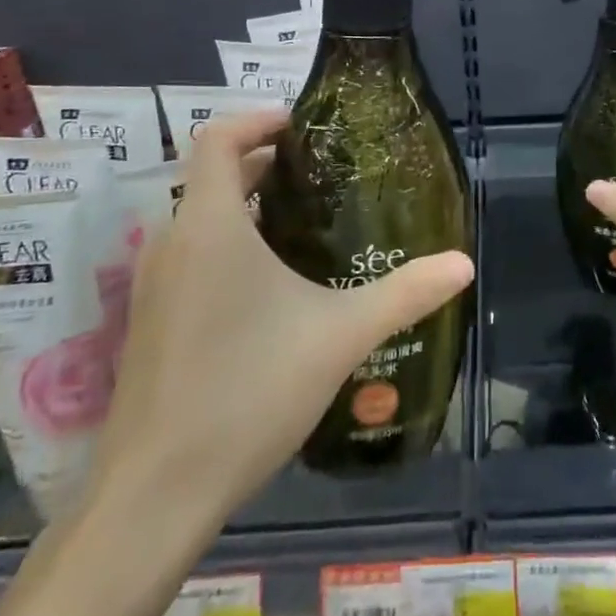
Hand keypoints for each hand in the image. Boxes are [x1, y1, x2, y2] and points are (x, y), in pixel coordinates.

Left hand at [92, 107, 473, 519]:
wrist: (154, 496)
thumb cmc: (247, 392)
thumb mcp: (340, 336)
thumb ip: (405, 294)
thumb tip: (464, 263)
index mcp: (210, 225)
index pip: (218, 138)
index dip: (258, 119)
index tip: (305, 127)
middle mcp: (173, 242)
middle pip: (213, 176)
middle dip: (266, 165)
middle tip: (324, 175)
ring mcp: (155, 285)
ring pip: (202, 219)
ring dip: (248, 207)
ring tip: (306, 224)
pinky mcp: (150, 322)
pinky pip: (191, 257)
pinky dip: (229, 245)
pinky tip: (271, 288)